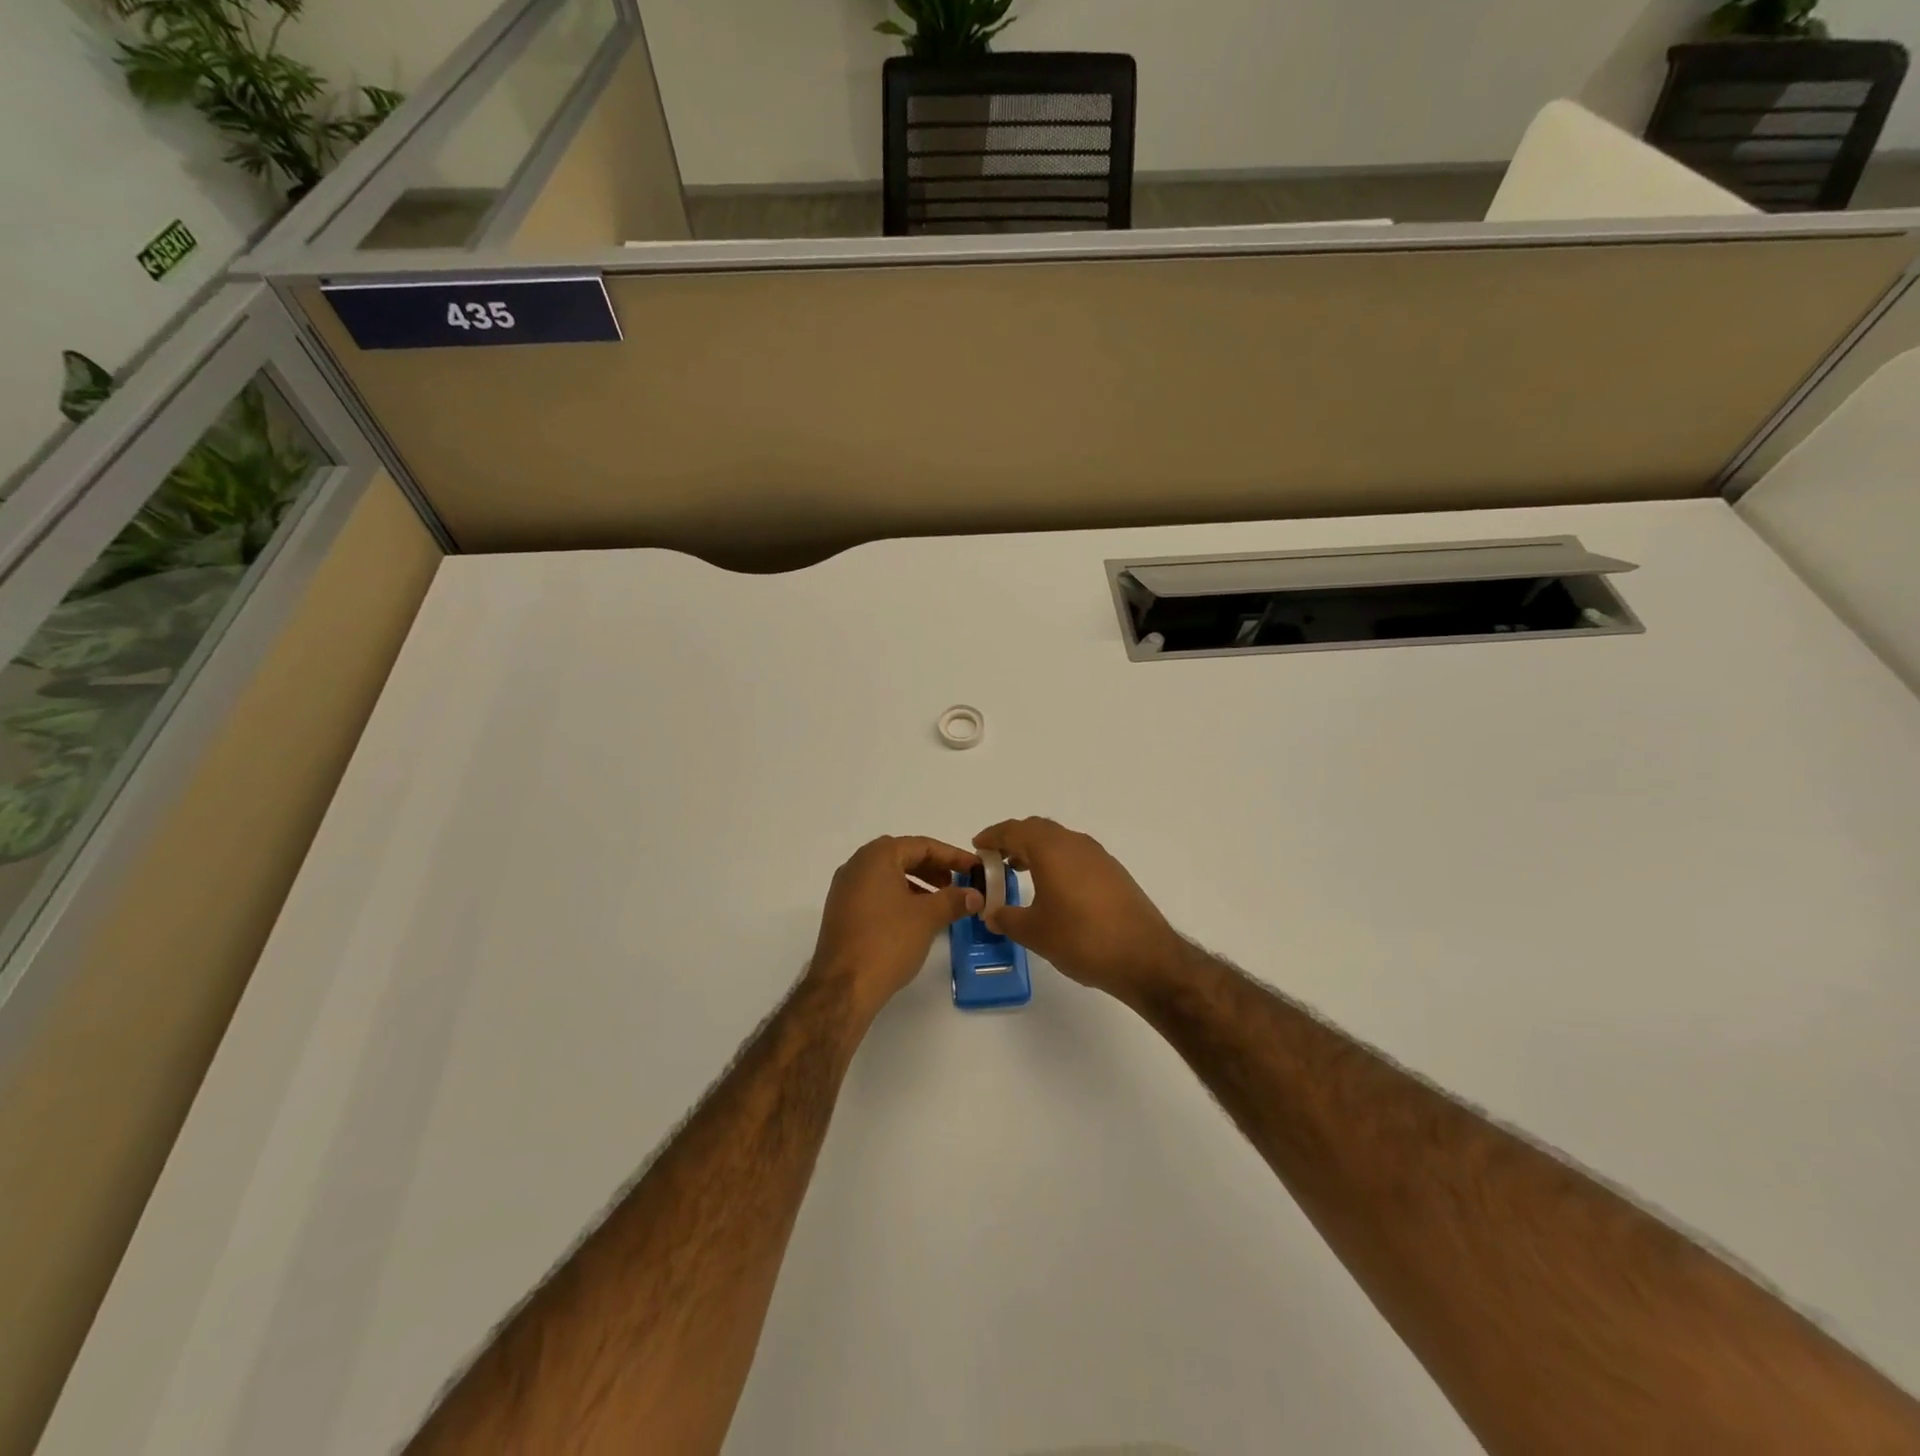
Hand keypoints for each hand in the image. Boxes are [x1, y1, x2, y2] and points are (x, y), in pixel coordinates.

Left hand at [807, 836, 981, 1021]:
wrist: (843, 987)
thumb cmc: (887, 941)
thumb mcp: (928, 917)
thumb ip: (954, 900)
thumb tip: (976, 895)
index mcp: (876, 857)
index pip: (921, 845)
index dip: (952, 856)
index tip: (975, 868)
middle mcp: (856, 865)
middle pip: (903, 857)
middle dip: (934, 868)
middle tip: (959, 883)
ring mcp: (845, 889)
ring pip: (888, 876)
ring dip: (918, 883)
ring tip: (941, 902)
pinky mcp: (841, 912)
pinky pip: (876, 893)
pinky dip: (899, 897)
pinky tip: (916, 917)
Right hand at [972, 818, 1187, 1004]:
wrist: (1145, 957)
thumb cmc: (1081, 939)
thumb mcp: (1034, 932)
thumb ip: (1006, 918)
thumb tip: (991, 913)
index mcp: (1051, 849)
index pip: (1014, 830)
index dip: (992, 836)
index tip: (977, 846)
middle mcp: (1074, 843)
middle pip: (1037, 829)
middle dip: (1014, 839)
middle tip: (996, 859)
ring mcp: (1098, 856)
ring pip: (1059, 841)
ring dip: (1036, 850)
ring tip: (1020, 872)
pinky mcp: (1113, 872)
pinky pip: (1076, 855)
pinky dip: (1057, 862)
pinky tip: (1053, 889)